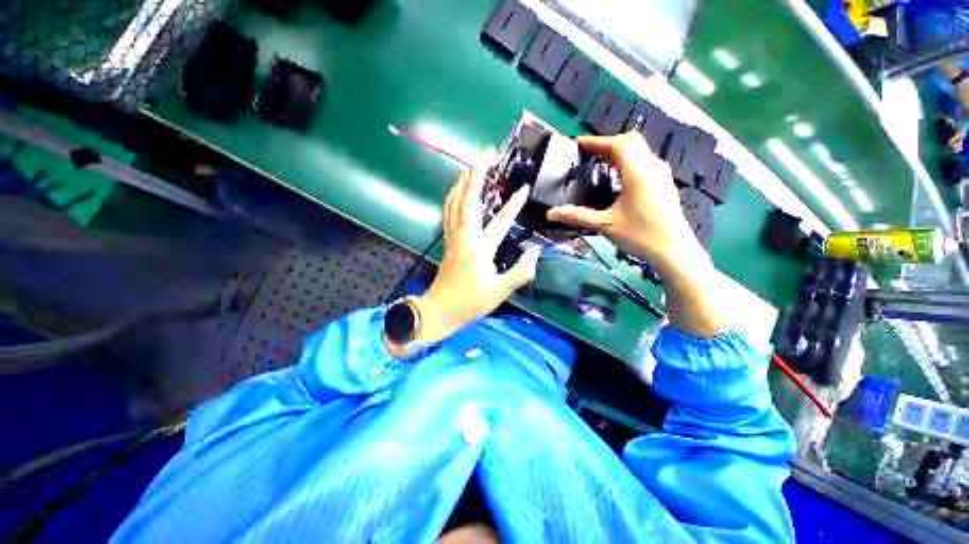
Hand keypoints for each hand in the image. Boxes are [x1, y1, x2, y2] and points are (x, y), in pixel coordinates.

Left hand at [406, 149, 540, 345]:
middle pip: (468, 198)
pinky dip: (453, 196)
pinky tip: (457, 191)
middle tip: (488, 153)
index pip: (500, 220)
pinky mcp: (447, 240)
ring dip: (463, 180)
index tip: (525, 188)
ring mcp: (453, 236)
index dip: (513, 203)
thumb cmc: (470, 302)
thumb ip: (521, 271)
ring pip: (454, 201)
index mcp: (480, 247)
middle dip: (478, 173)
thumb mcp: (500, 291)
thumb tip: (534, 251)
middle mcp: (464, 236)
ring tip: (474, 166)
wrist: (440, 310)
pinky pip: (448, 211)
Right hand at [547, 132, 723, 336]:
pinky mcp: (665, 184)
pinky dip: (630, 160)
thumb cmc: (640, 235)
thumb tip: (550, 214)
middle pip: (631, 141)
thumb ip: (577, 216)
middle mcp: (652, 167)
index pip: (617, 145)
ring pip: (641, 150)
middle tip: (590, 153)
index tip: (578, 144)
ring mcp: (662, 174)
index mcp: (638, 173)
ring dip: (621, 150)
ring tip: (602, 162)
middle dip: (609, 142)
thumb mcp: (605, 225)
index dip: (596, 141)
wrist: (674, 251)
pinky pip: (646, 161)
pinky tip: (621, 177)